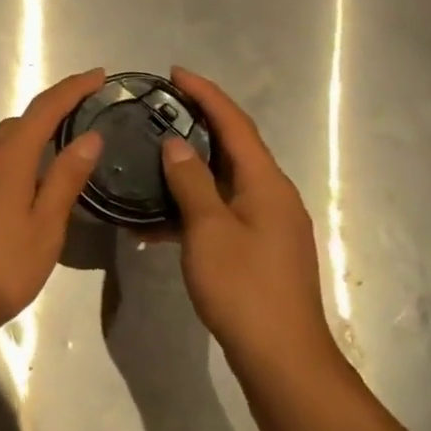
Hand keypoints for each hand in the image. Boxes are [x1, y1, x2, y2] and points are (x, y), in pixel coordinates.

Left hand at [0, 68, 106, 336]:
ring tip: (56, 151)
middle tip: (83, 117)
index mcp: (6, 158)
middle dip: (51, 113)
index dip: (72, 89)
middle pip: (18, 123)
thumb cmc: (3, 267)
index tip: (98, 75)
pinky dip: (7, 160)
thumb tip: (90, 136)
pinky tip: (19, 185)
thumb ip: (67, 178)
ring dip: (27, 138)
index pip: (44, 109)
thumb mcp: (46, 226)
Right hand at [159, 68, 343, 375]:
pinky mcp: (257, 248)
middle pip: (233, 147)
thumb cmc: (244, 288)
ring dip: (189, 169)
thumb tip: (176, 143)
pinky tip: (156, 222)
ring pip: (223, 182)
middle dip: (197, 124)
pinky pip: (220, 212)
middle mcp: (272, 196)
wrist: (281, 357)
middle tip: (158, 110)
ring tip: (150, 159)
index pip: (235, 124)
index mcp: (266, 183)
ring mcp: (267, 224)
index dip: (206, 95)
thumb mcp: (209, 230)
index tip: (175, 72)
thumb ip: (191, 183)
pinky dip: (191, 207)